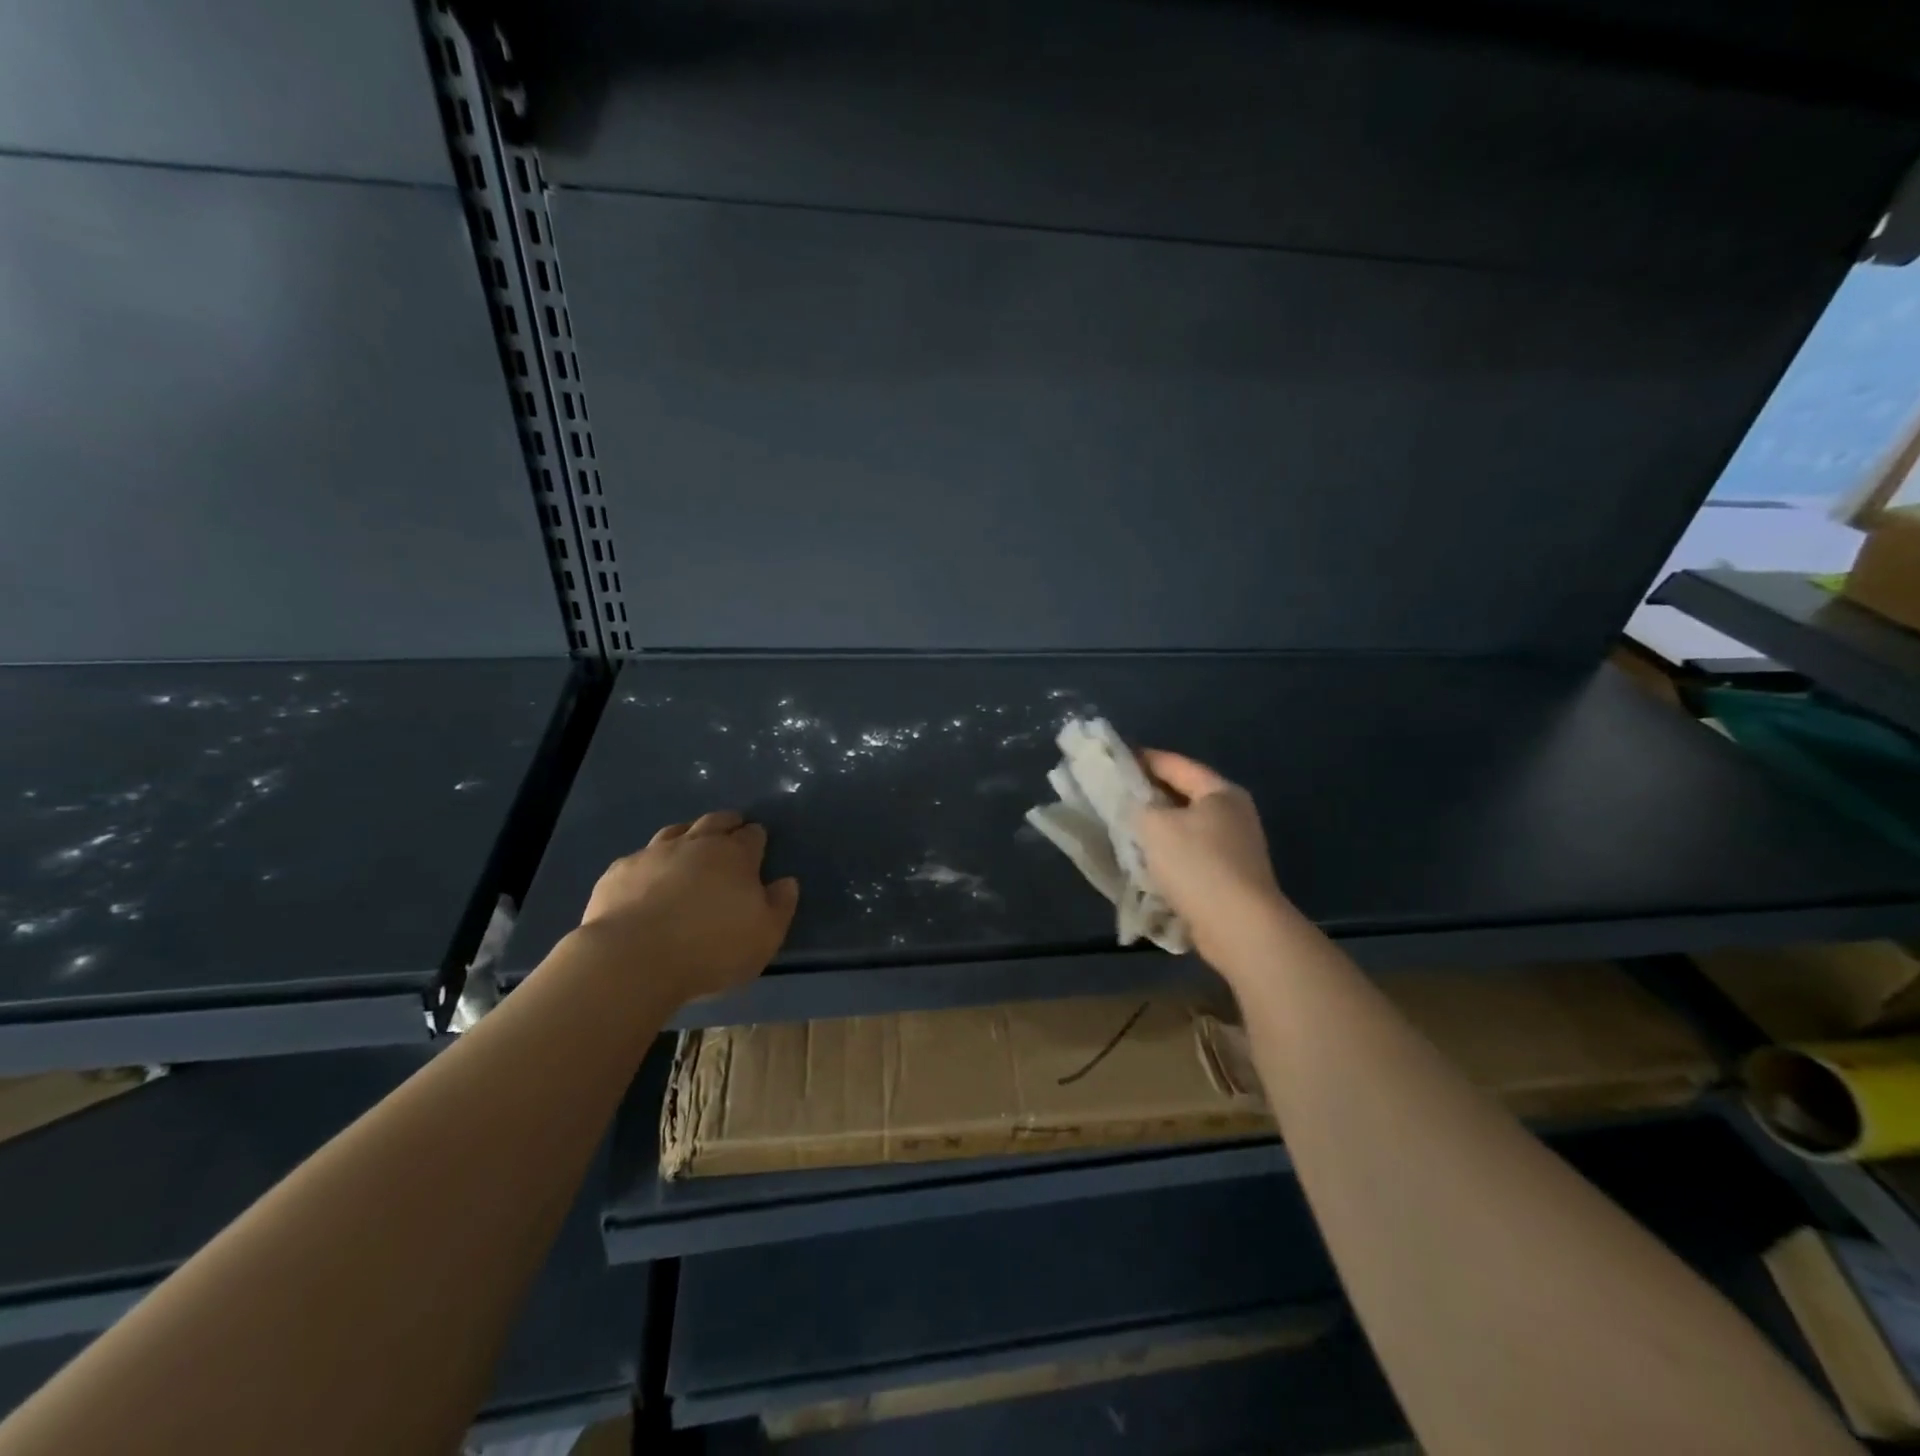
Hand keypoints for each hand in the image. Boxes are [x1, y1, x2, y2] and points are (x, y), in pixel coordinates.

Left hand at [578, 810, 799, 1002]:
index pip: (752, 836)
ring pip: (675, 831)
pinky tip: (648, 876)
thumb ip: (781, 905)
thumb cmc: (711, 948)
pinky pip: (640, 857)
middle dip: (727, 823)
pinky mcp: (619, 872)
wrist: (634, 958)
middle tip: (732, 827)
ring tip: (690, 843)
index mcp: (735, 856)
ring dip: (688, 834)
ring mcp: (654, 854)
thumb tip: (787, 882)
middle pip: (715, 822)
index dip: (757, 837)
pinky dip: (650, 862)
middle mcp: (696, 844)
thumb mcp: (765, 936)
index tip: (758, 842)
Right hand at [1134, 751, 1290, 966]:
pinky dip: (1168, 855)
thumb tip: (1133, 803)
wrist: (1240, 927)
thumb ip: (1137, 805)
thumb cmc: (1197, 865)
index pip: (1175, 764)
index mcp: (1219, 792)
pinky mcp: (1230, 877)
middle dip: (1148, 796)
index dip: (1142, 759)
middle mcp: (1232, 814)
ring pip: (1185, 828)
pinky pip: (1191, 856)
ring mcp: (1235, 847)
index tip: (1113, 760)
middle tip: (1112, 796)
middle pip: (1182, 795)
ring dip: (1156, 829)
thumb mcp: (1154, 826)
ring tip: (1122, 829)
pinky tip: (1145, 863)